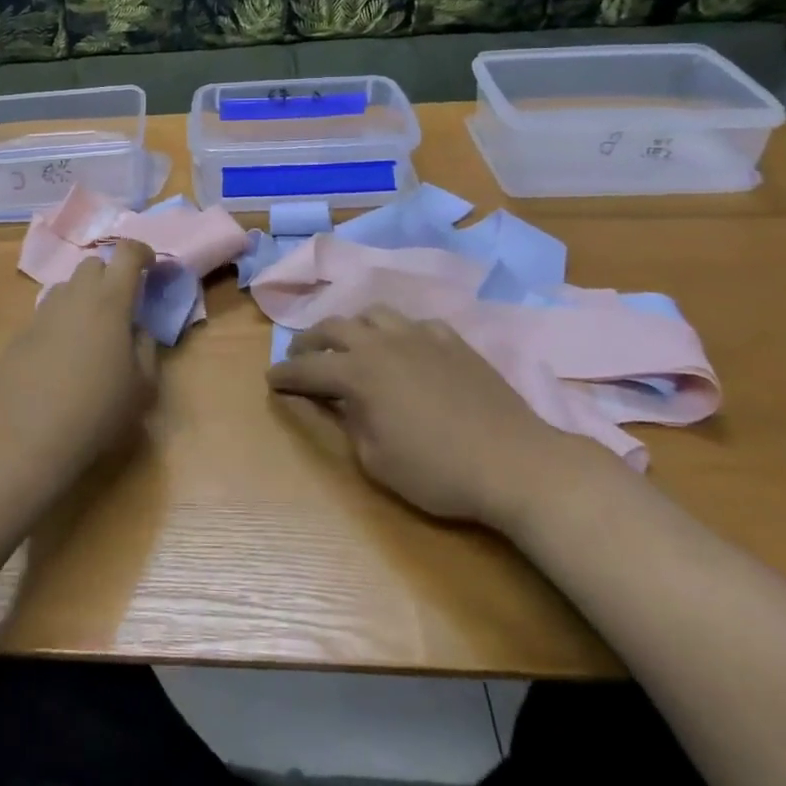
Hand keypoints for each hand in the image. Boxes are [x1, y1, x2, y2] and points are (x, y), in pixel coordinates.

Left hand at [0, 241, 158, 504]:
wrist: (29, 437)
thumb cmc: (97, 411)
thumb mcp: (142, 386)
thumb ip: (146, 348)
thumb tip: (138, 330)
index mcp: (110, 301)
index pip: (127, 253)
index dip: (142, 251)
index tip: (150, 265)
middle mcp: (75, 296)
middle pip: (93, 264)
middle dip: (110, 275)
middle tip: (121, 305)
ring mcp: (43, 313)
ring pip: (67, 288)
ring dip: (84, 298)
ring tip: (91, 333)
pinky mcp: (21, 333)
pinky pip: (47, 315)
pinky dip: (61, 323)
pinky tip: (63, 359)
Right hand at [267, 307, 604, 530]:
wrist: (514, 462)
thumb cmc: (438, 471)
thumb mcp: (376, 461)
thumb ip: (348, 424)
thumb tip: (339, 403)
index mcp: (358, 373)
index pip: (307, 368)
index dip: (285, 374)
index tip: (271, 378)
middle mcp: (381, 343)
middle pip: (333, 328)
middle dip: (309, 341)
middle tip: (300, 355)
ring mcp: (419, 335)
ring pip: (372, 314)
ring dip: (352, 328)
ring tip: (350, 344)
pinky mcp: (451, 340)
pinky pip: (414, 324)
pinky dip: (398, 333)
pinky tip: (404, 349)